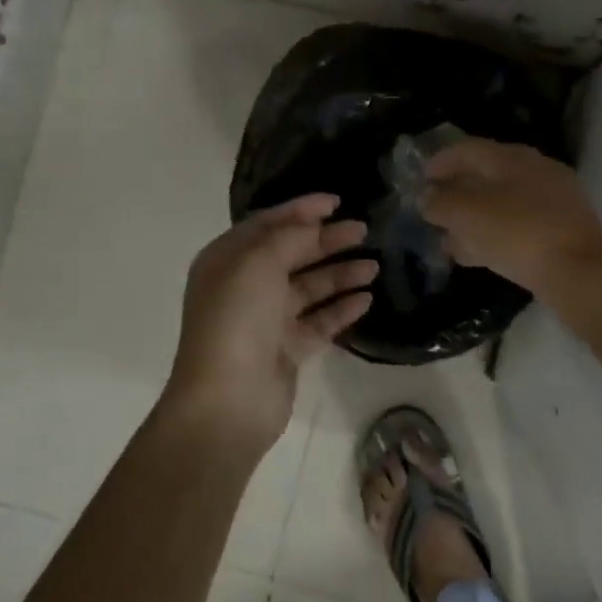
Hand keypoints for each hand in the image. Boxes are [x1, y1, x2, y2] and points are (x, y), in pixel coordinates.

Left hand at [159, 194, 377, 456]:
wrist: (227, 400)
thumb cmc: (237, 320)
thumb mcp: (258, 263)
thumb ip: (289, 237)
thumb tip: (312, 225)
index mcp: (227, 260)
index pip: (267, 224)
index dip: (301, 210)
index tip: (337, 202)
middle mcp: (245, 286)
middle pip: (292, 254)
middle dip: (326, 240)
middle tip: (364, 231)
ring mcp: (266, 320)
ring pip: (309, 288)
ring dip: (340, 274)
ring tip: (374, 266)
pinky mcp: (286, 349)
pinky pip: (319, 321)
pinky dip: (341, 309)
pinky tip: (367, 299)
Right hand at [422, 139, 601, 298]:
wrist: (579, 272)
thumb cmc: (518, 234)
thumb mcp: (468, 216)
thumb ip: (441, 203)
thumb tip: (426, 198)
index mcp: (512, 157)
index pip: (469, 149)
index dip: (441, 161)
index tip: (422, 177)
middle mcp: (535, 170)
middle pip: (486, 175)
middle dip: (456, 193)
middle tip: (434, 210)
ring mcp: (552, 200)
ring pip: (501, 203)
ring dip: (472, 218)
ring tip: (449, 240)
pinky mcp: (561, 229)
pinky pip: (517, 225)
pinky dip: (493, 235)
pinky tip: (477, 255)